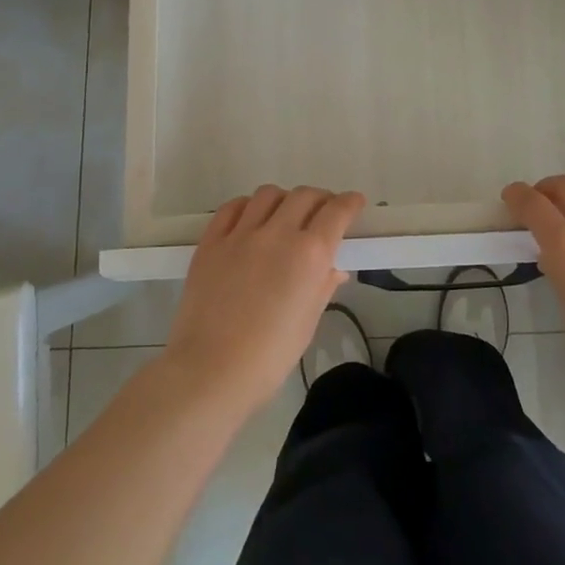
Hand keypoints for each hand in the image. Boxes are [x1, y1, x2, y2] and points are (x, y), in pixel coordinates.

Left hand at [162, 185, 366, 417]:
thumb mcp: (308, 322)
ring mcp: (241, 234)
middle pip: (305, 196)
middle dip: (321, 199)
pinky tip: (250, 220)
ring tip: (285, 215)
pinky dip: (248, 207)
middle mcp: (278, 233)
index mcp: (310, 254)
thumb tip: (334, 269)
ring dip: (284, 200)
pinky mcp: (211, 242)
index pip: (337, 212)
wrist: (210, 371)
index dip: (350, 203)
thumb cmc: (269, 356)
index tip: (355, 203)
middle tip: (323, 213)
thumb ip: (323, 286)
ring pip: (268, 194)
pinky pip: (232, 208)